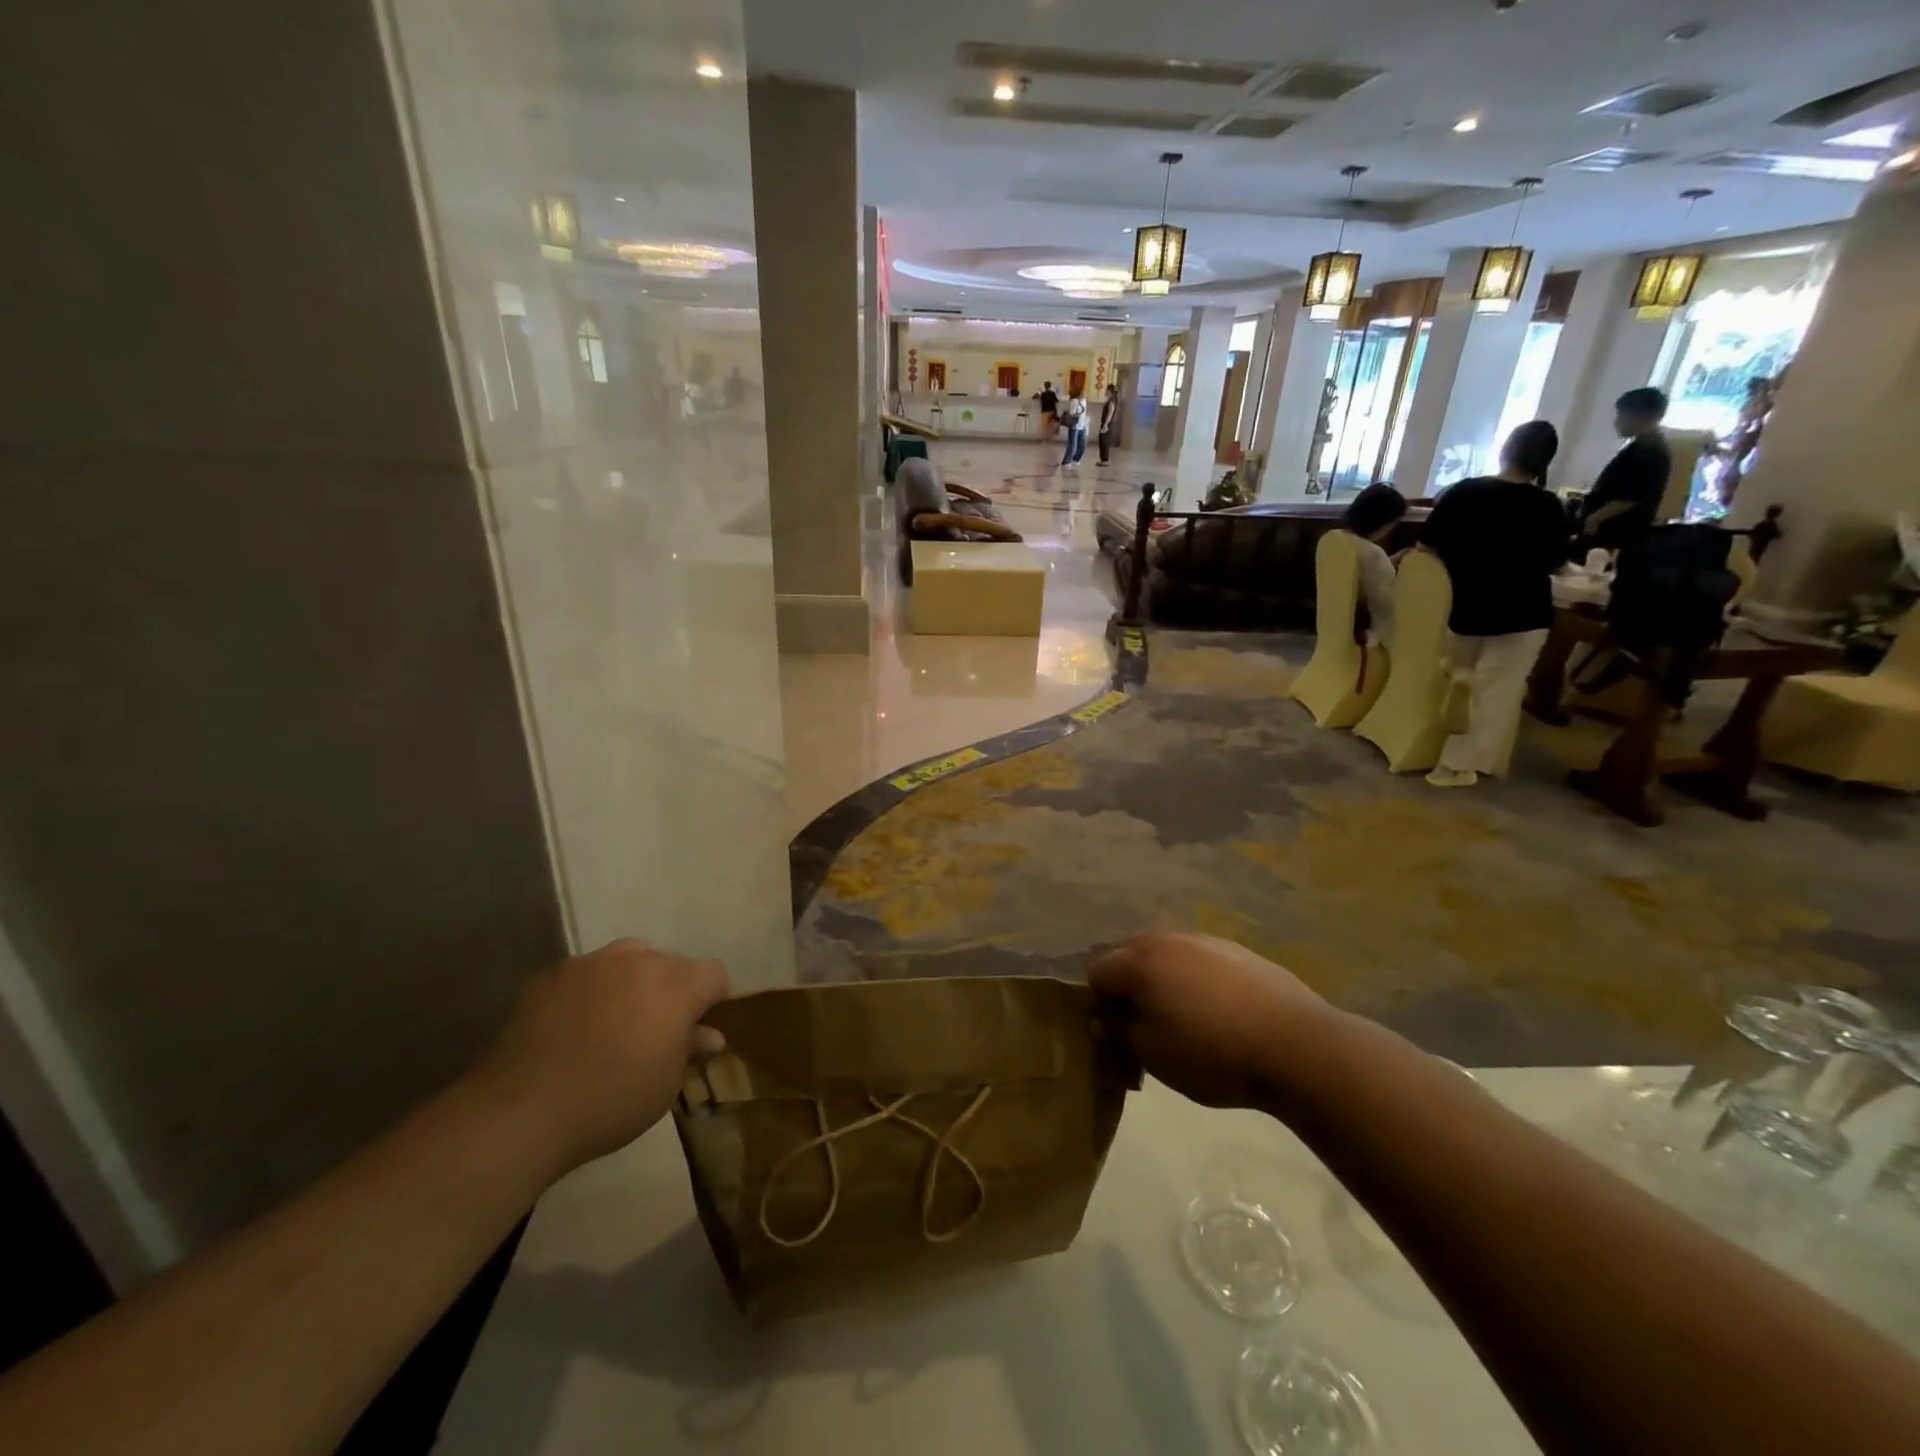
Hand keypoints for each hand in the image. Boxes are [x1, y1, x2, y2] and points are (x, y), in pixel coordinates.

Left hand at [475, 938, 728, 1173]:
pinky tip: (576, 1024)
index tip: (699, 1029)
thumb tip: (709, 1035)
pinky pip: (587, 971)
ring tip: (618, 1018)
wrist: (521, 1111)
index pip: (715, 974)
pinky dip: (592, 989)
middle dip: (673, 989)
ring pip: (630, 956)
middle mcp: (639, 961)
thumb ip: (689, 1049)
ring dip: (634, 979)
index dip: (713, 1000)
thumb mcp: (665, 1085)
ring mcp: (593, 962)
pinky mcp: (552, 974)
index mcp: (676, 985)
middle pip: (672, 962)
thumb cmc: (610, 1101)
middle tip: (658, 1029)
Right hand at [1090, 932, 1329, 1108]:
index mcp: (1140, 961)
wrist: (1297, 1045)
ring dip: (1162, 978)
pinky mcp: (1237, 949)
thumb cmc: (1213, 1053)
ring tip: (1183, 1016)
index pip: (1096, 969)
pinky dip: (1194, 978)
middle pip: (1128, 953)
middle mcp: (1167, 939)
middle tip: (1143, 1022)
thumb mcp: (1154, 1056)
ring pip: (1165, 953)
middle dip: (1127, 984)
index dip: (1098, 1000)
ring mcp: (1204, 940)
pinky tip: (1217, 1010)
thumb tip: (1103, 1020)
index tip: (1115, 1029)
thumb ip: (1119, 1033)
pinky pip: (1198, 958)